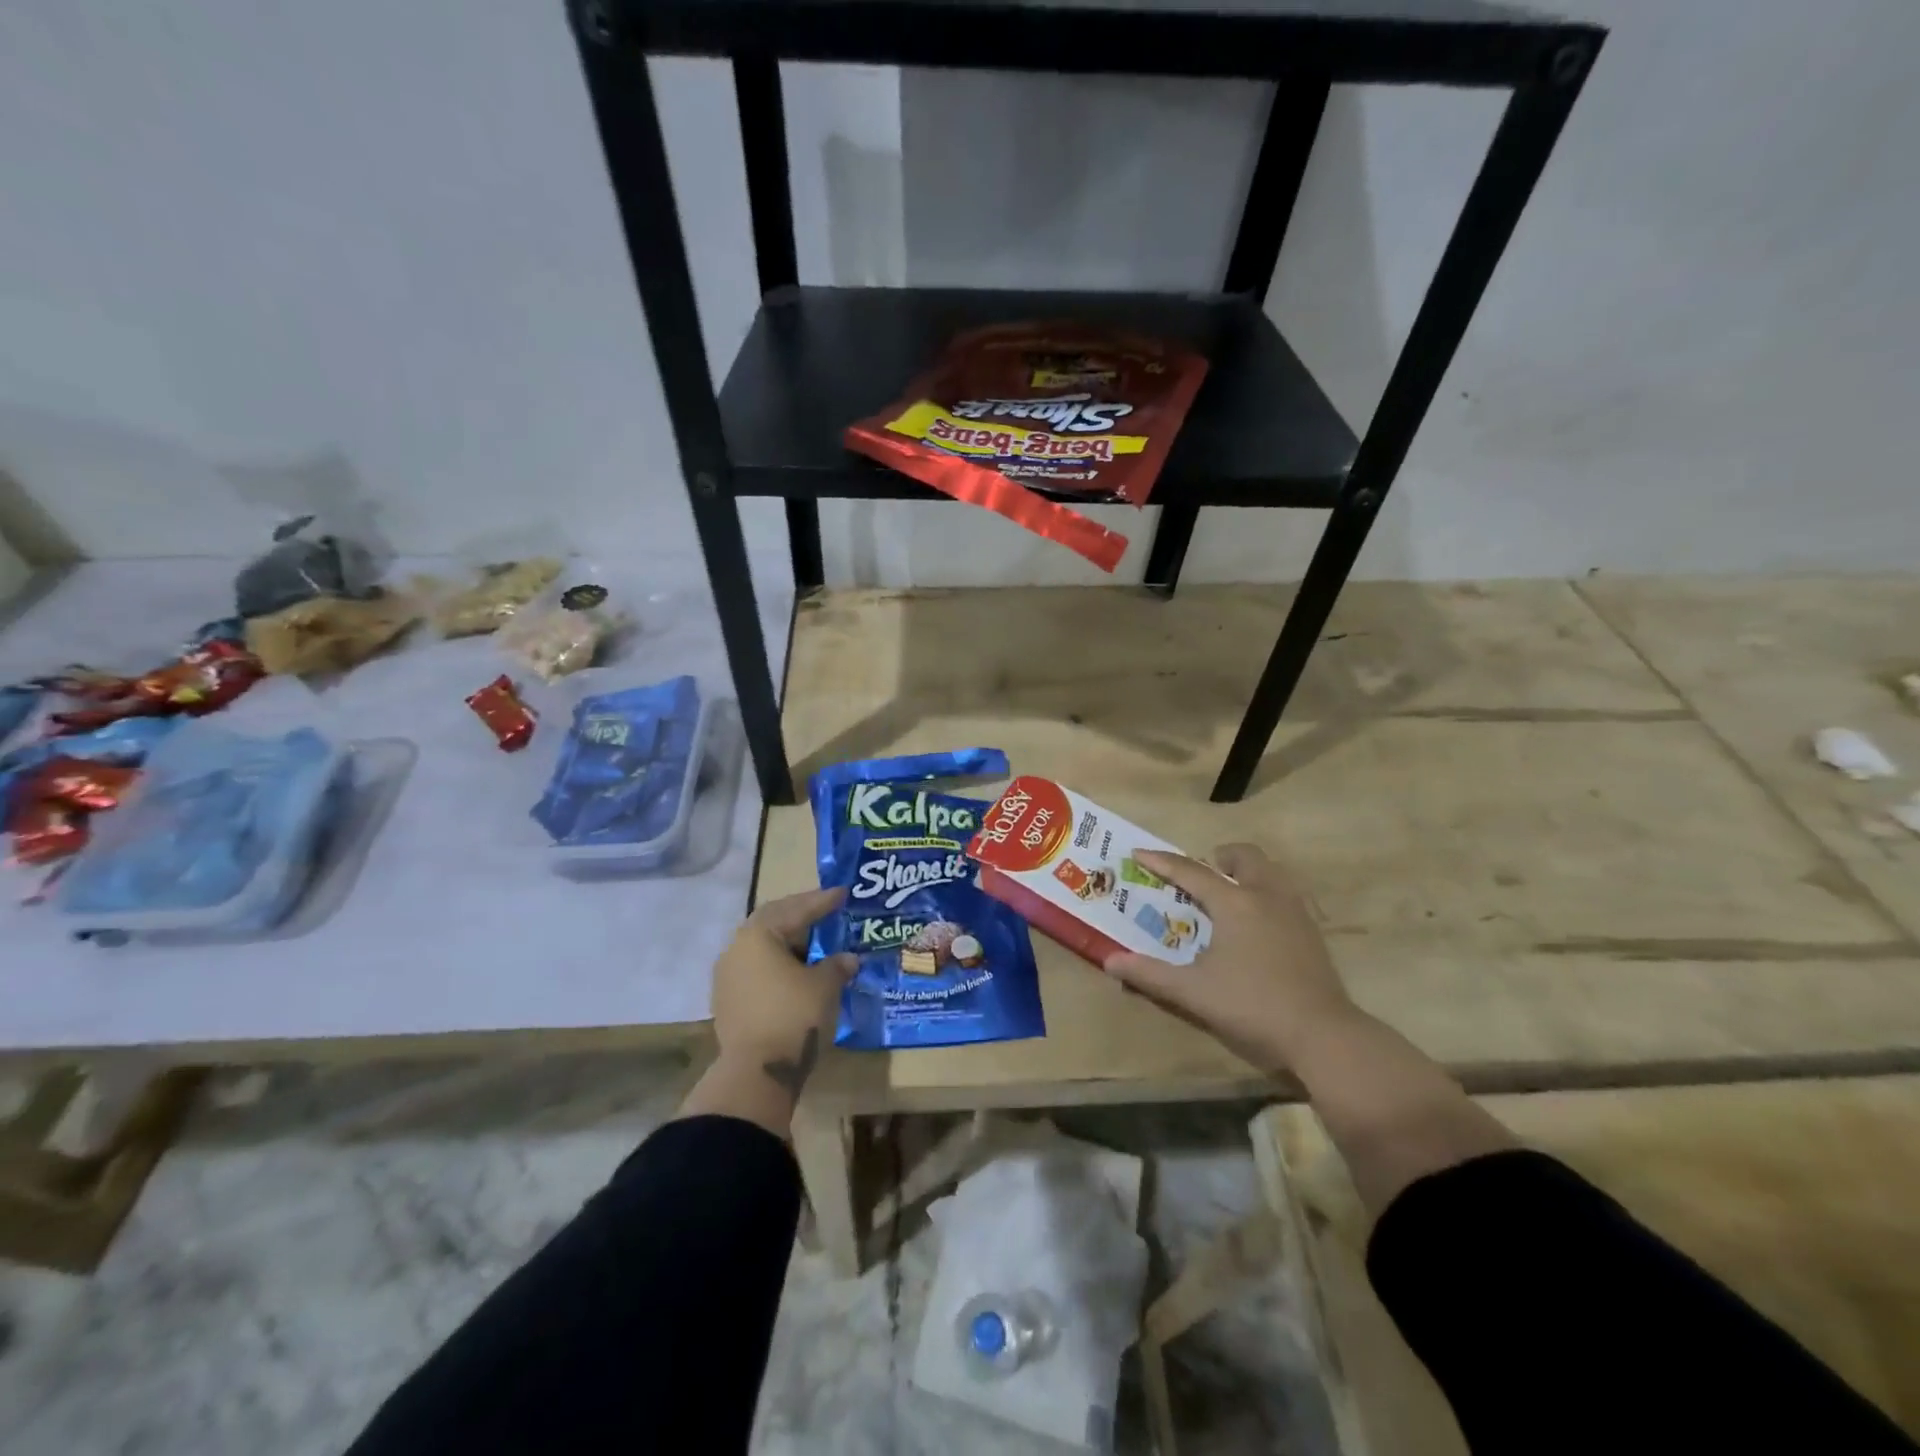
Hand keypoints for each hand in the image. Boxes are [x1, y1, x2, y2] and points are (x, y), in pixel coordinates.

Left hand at [711, 886, 857, 1104]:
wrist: (756, 1072)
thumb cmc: (793, 1016)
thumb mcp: (824, 986)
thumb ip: (837, 965)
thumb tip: (848, 959)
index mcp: (758, 935)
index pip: (796, 909)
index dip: (822, 901)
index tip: (843, 893)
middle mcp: (736, 948)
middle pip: (772, 921)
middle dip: (800, 914)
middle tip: (825, 909)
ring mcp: (727, 975)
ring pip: (761, 946)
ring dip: (788, 940)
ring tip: (813, 940)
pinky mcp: (727, 1000)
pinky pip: (756, 968)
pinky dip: (777, 962)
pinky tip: (796, 969)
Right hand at [1106, 843, 1353, 1069]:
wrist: (1323, 1035)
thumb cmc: (1252, 1006)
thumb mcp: (1193, 992)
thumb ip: (1150, 975)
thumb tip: (1110, 961)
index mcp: (1234, 903)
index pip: (1191, 872)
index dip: (1162, 862)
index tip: (1139, 853)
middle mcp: (1266, 895)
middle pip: (1244, 856)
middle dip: (1219, 858)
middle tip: (1200, 877)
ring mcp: (1295, 912)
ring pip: (1270, 871)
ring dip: (1246, 872)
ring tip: (1228, 896)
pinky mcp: (1312, 932)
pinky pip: (1284, 894)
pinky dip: (1264, 893)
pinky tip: (1256, 925)